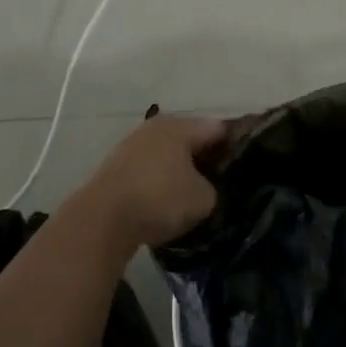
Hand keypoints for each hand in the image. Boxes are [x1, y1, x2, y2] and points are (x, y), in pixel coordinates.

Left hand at [77, 113, 224, 250]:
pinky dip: (160, 180)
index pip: (219, 129)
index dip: (235, 146)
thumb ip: (213, 188)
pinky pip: (149, 168)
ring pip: (168, 153)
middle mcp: (157, 127)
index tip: (244, 166)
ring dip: (181, 169)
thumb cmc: (159, 200)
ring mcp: (133, 144)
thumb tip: (206, 188)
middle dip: (206, 158)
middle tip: (221, 181)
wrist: (101, 219)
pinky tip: (165, 200)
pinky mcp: (116, 166)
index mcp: (181, 126)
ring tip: (193, 193)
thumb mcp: (203, 199)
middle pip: (191, 138)